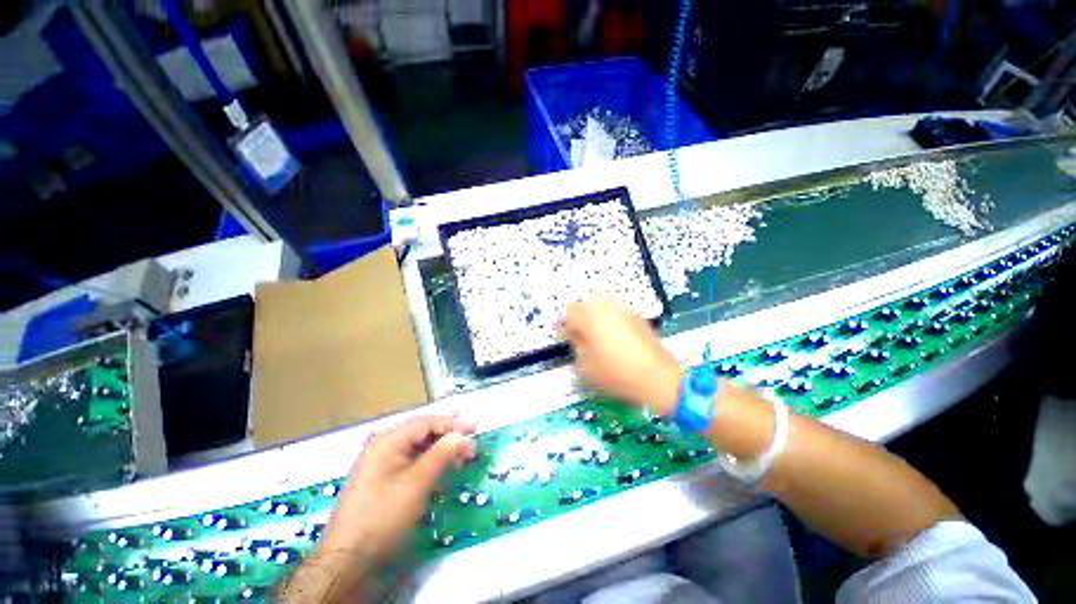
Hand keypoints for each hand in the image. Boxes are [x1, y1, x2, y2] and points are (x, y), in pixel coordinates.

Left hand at [318, 415, 475, 564]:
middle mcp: (383, 446)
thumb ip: (443, 453)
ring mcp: (380, 464)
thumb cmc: (384, 515)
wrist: (347, 560)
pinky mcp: (381, 481)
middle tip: (470, 447)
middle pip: (423, 433)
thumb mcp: (418, 482)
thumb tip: (464, 435)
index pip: (427, 422)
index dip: (454, 423)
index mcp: (389, 440)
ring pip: (417, 449)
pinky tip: (440, 475)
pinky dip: (428, 466)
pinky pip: (410, 464)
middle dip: (448, 438)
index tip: (476, 428)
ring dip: (440, 452)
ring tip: (459, 463)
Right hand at [559, 299, 680, 415]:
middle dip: (578, 317)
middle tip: (578, 333)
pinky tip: (613, 335)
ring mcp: (624, 311)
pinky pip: (617, 311)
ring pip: (602, 304)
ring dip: (594, 315)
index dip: (563, 324)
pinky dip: (610, 318)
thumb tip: (576, 336)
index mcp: (591, 319)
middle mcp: (607, 309)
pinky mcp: (637, 317)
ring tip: (595, 333)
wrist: (657, 378)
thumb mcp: (586, 367)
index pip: (569, 312)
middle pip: (585, 303)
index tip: (563, 336)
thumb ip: (576, 346)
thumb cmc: (616, 374)